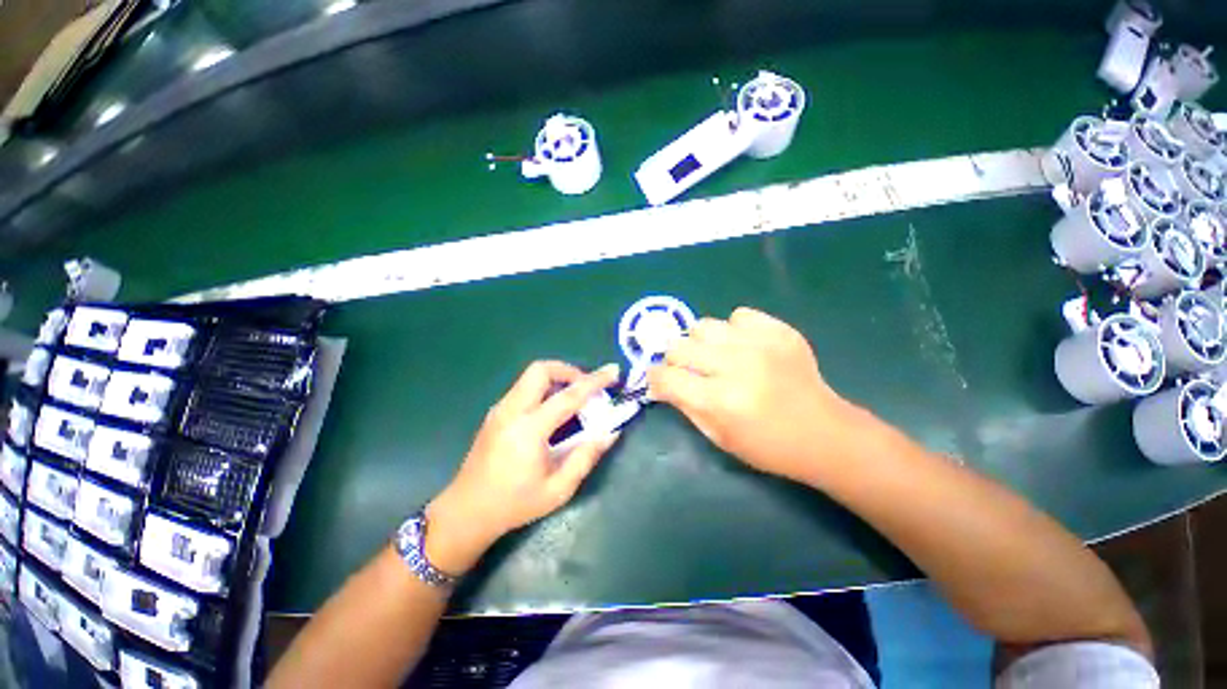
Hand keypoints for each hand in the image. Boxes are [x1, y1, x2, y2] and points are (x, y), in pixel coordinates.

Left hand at [425, 361, 620, 573]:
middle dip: (569, 370)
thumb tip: (611, 432)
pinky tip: (553, 410)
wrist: (466, 512)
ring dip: (556, 378)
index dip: (594, 381)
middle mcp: (511, 411)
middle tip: (586, 387)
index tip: (613, 371)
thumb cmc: (514, 504)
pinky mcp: (496, 412)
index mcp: (528, 430)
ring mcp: (500, 409)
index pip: (568, 396)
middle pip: (541, 370)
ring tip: (574, 398)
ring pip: (530, 375)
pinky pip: (524, 387)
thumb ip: (586, 457)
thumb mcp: (558, 489)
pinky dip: (544, 388)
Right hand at [647, 307, 860, 483]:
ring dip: (701, 343)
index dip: (655, 378)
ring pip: (703, 326)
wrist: (824, 433)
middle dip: (675, 360)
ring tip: (715, 357)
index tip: (659, 380)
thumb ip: (684, 405)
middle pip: (679, 346)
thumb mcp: (718, 436)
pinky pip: (738, 316)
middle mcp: (736, 366)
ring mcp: (760, 344)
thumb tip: (659, 383)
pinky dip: (733, 330)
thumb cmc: (766, 445)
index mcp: (720, 400)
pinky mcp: (780, 331)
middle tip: (688, 371)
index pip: (666, 376)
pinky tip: (743, 347)